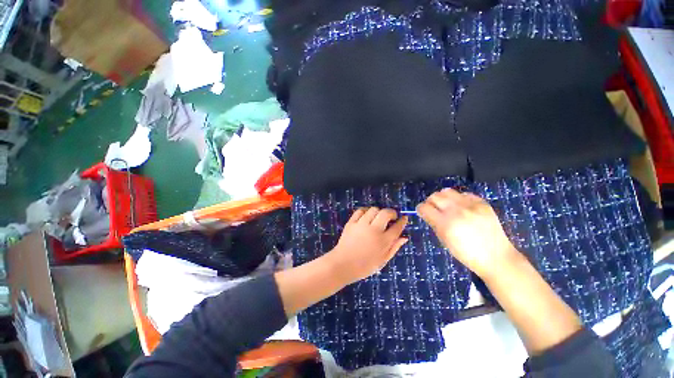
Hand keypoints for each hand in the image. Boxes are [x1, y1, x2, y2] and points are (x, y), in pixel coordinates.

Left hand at [326, 207, 407, 285]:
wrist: (342, 265)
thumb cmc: (364, 266)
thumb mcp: (382, 260)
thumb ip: (394, 247)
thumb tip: (404, 237)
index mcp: (383, 241)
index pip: (397, 227)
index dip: (402, 221)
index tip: (404, 218)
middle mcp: (373, 230)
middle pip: (386, 213)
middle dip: (392, 212)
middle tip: (391, 217)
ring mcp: (361, 225)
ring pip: (373, 209)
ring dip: (379, 211)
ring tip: (378, 218)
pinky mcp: (351, 223)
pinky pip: (360, 211)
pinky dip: (365, 211)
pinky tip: (367, 216)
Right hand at [417, 188, 519, 278]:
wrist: (496, 256)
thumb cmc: (466, 253)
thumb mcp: (444, 240)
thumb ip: (434, 224)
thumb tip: (428, 213)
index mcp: (445, 223)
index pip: (424, 207)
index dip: (420, 209)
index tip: (422, 212)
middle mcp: (456, 211)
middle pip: (434, 196)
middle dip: (430, 202)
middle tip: (434, 209)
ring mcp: (470, 205)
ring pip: (447, 191)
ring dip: (443, 198)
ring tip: (447, 205)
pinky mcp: (482, 203)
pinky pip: (464, 194)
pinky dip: (459, 199)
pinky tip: (462, 207)